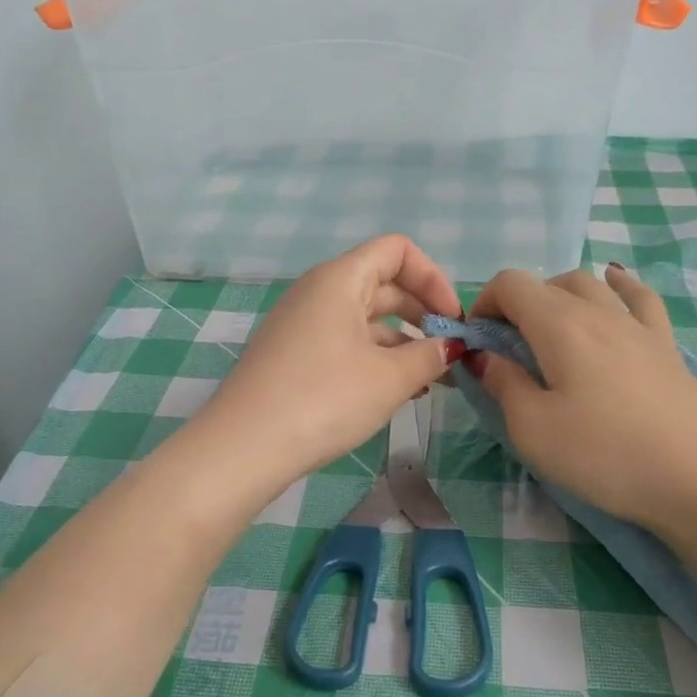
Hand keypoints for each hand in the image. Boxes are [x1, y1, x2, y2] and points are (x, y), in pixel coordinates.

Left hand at [199, 235, 464, 492]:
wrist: (245, 446)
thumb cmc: (325, 399)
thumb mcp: (390, 378)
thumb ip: (429, 356)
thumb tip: (450, 347)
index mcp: (340, 279)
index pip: (397, 251)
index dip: (433, 278)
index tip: (452, 321)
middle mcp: (317, 292)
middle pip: (383, 284)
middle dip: (423, 314)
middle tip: (450, 354)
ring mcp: (301, 325)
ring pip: (365, 319)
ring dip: (402, 343)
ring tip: (430, 382)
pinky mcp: (292, 356)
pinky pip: (344, 343)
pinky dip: (375, 359)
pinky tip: (395, 393)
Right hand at [466, 264, 696, 532]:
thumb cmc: (605, 456)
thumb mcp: (533, 430)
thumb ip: (503, 384)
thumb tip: (485, 356)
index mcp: (559, 325)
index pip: (510, 284)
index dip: (483, 303)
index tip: (475, 342)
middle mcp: (599, 311)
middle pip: (548, 282)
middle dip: (516, 305)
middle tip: (507, 348)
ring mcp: (638, 325)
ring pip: (591, 284)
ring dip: (558, 297)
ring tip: (549, 331)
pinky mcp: (667, 346)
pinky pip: (639, 297)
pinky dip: (618, 285)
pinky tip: (614, 284)